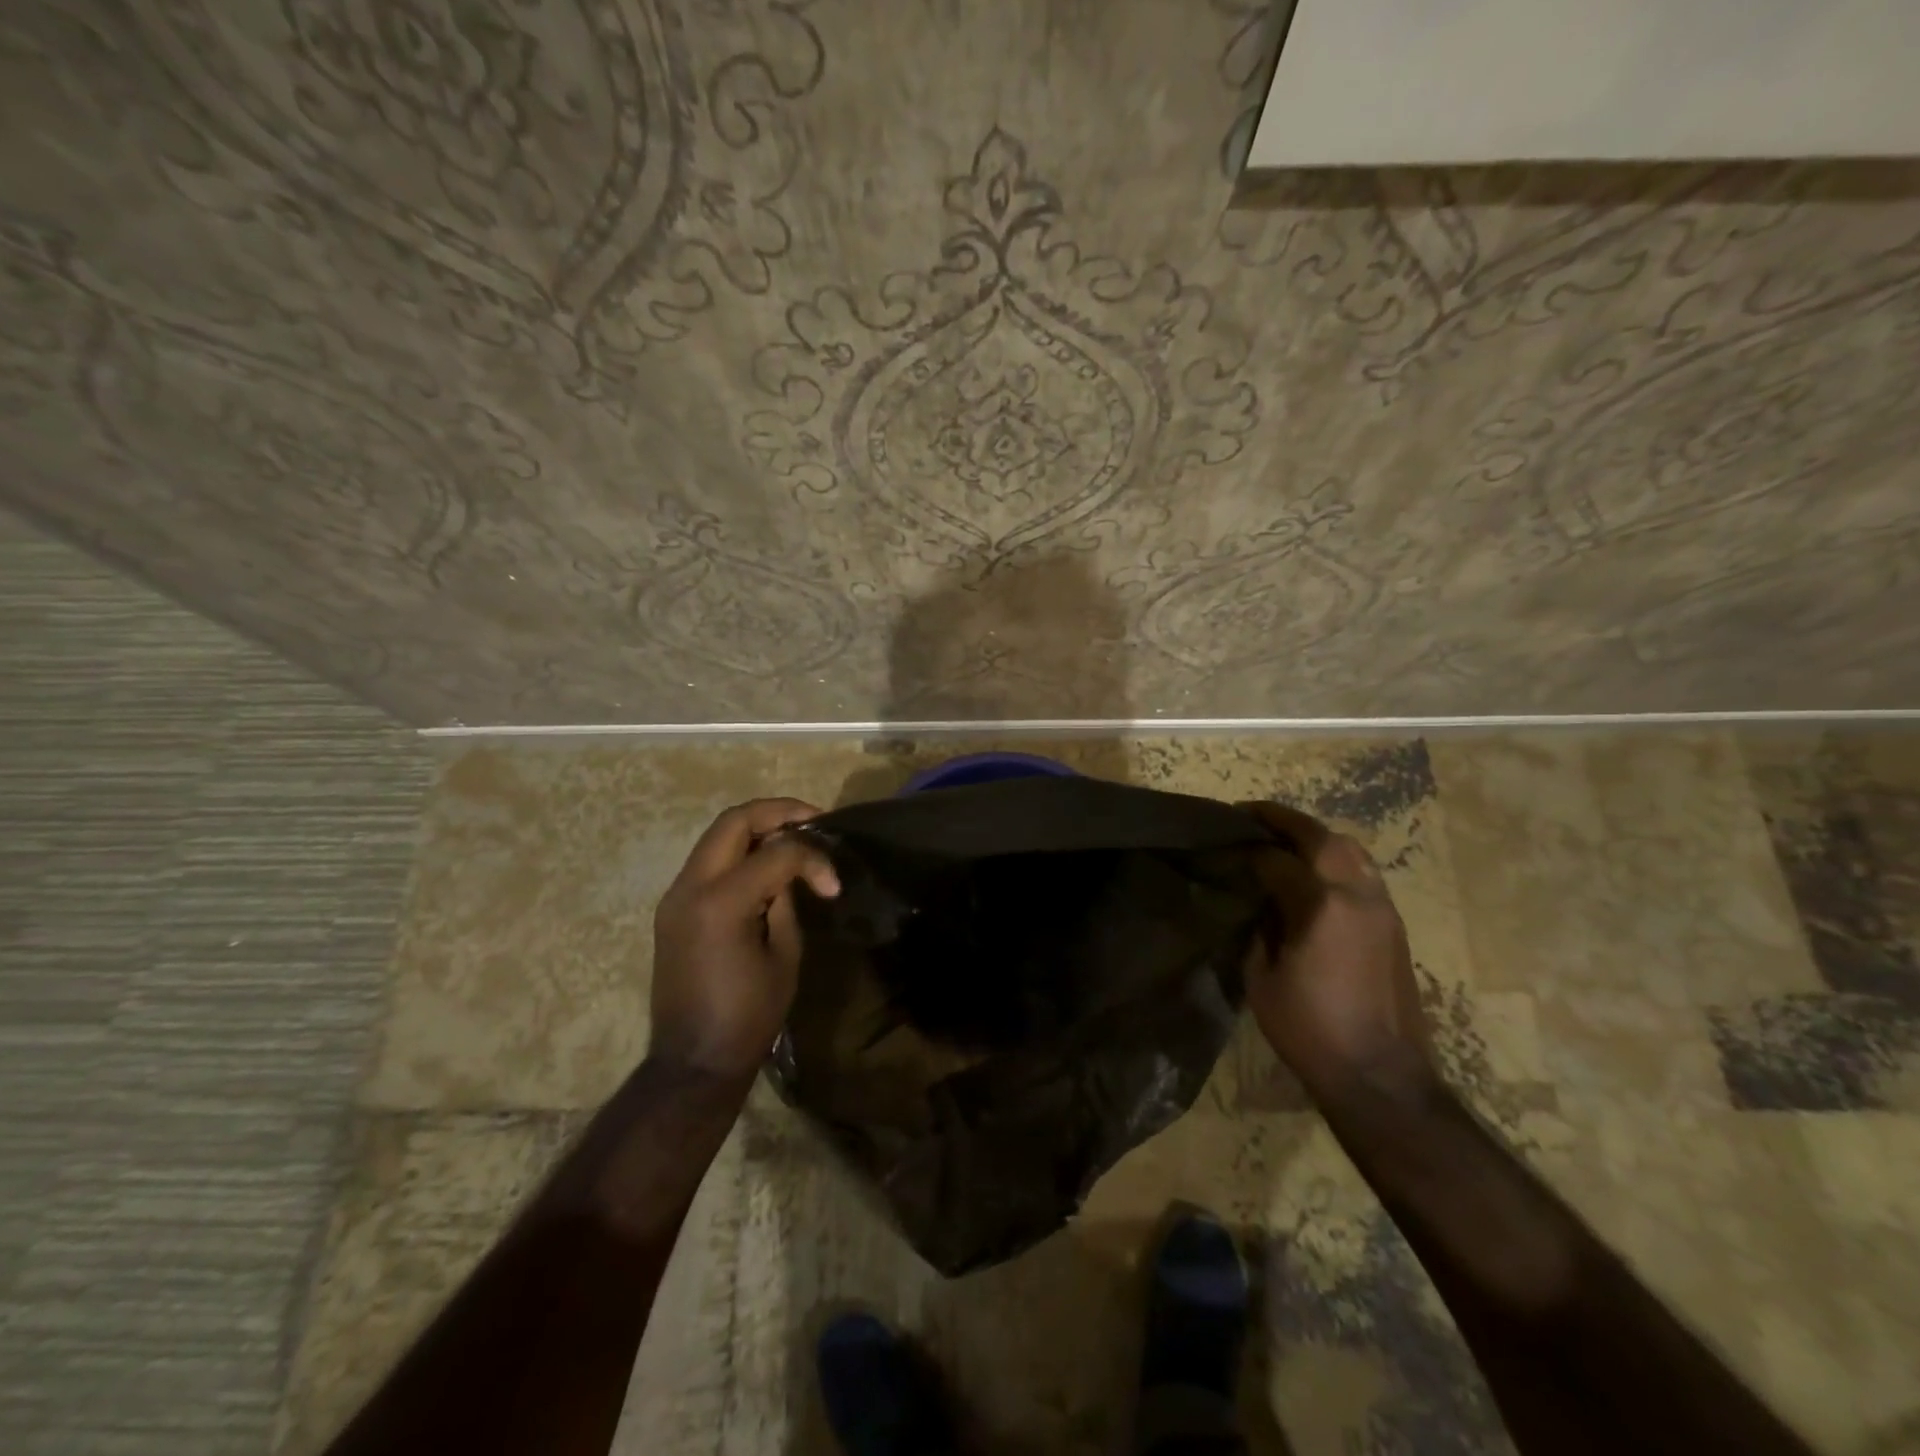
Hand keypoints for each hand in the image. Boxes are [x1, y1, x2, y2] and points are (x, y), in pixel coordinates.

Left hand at [650, 798, 840, 1079]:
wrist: (693, 1062)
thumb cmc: (748, 1017)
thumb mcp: (784, 956)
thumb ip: (787, 902)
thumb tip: (791, 872)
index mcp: (721, 903)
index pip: (775, 853)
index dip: (812, 859)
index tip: (833, 884)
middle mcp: (690, 888)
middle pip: (733, 822)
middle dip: (777, 812)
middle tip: (813, 821)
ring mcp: (675, 896)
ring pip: (716, 837)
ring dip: (756, 829)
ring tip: (793, 838)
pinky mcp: (672, 909)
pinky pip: (708, 862)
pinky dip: (739, 853)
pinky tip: (765, 865)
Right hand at [1239, 802, 1436, 1107]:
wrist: (1379, 1074)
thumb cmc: (1309, 1029)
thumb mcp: (1262, 977)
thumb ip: (1260, 926)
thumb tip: (1260, 899)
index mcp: (1320, 906)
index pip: (1276, 859)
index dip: (1247, 848)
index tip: (1224, 842)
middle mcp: (1357, 895)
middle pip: (1321, 838)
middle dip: (1284, 821)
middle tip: (1252, 815)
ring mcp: (1382, 908)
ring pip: (1350, 850)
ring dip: (1315, 836)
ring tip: (1284, 838)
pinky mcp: (1394, 924)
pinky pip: (1363, 872)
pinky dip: (1336, 859)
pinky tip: (1315, 872)